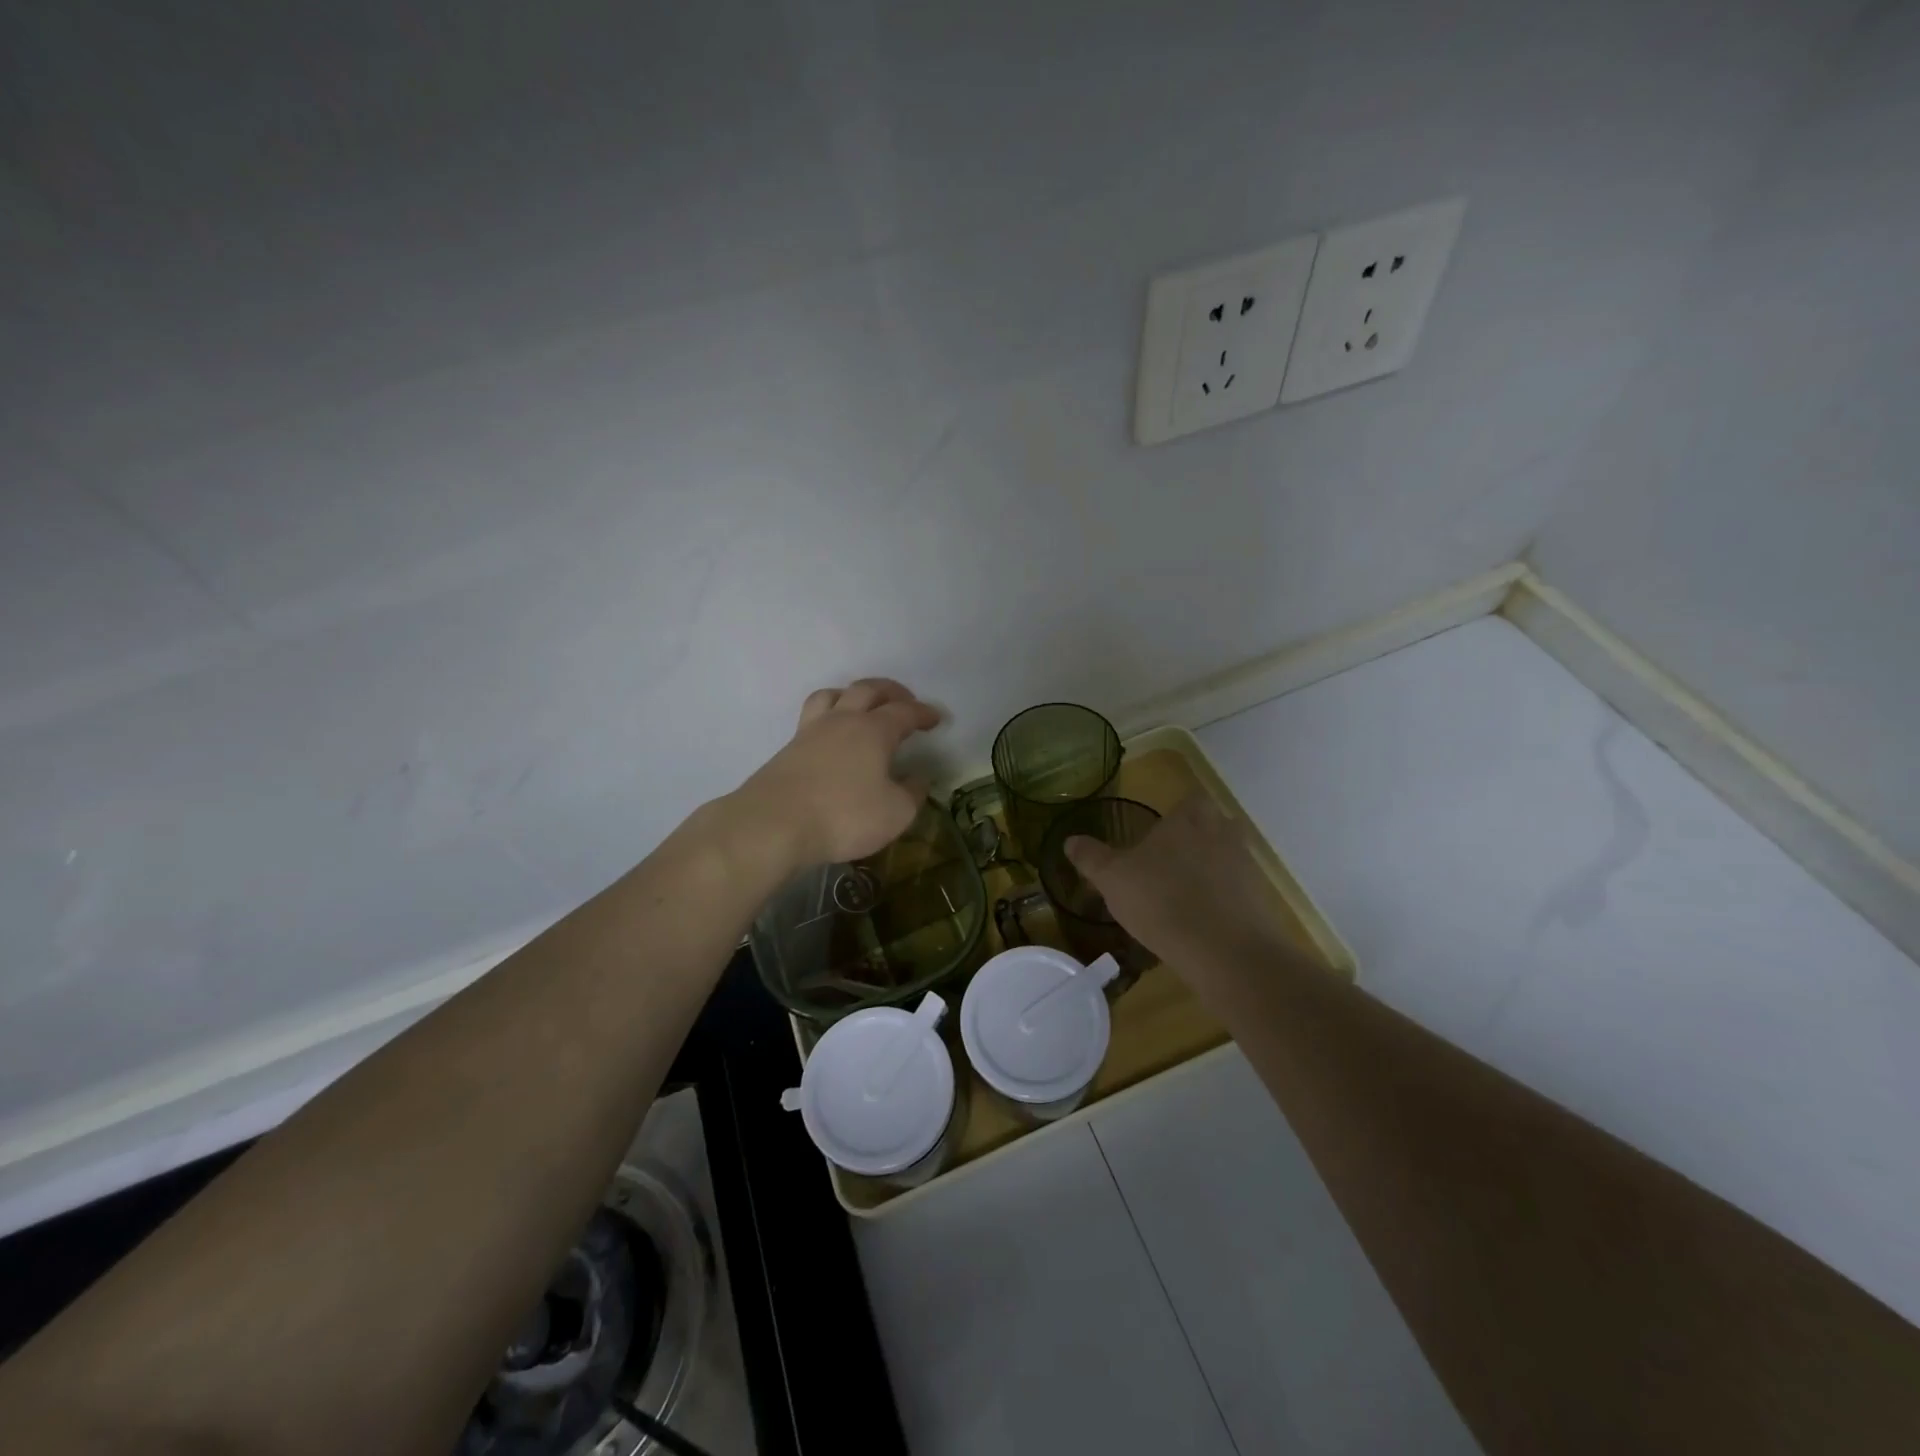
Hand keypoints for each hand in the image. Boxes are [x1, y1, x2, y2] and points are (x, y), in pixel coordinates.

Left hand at [730, 678, 942, 871]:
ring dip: (852, 694)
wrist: (774, 825)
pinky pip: (813, 717)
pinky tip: (833, 735)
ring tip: (862, 706)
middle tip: (905, 701)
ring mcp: (811, 731)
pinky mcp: (788, 748)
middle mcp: (842, 720)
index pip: (904, 712)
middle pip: (867, 689)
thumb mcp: (895, 813)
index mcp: (873, 730)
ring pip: (832, 695)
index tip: (936, 718)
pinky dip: (830, 715)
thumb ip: (912, 793)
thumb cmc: (844, 816)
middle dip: (890, 691)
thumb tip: (919, 778)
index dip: (923, 712)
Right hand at [1065, 793, 1294, 977]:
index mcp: (1189, 818)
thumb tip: (1070, 840)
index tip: (1159, 833)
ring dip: (1209, 871)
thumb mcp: (1112, 879)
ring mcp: (1246, 867)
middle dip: (1195, 839)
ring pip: (1226, 858)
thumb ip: (1091, 857)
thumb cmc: (1162, 900)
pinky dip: (1222, 901)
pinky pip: (1236, 892)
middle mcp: (1223, 833)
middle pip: (1213, 826)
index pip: (1190, 799)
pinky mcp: (1260, 901)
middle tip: (1168, 863)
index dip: (1177, 814)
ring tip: (1181, 897)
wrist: (1225, 951)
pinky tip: (1200, 923)